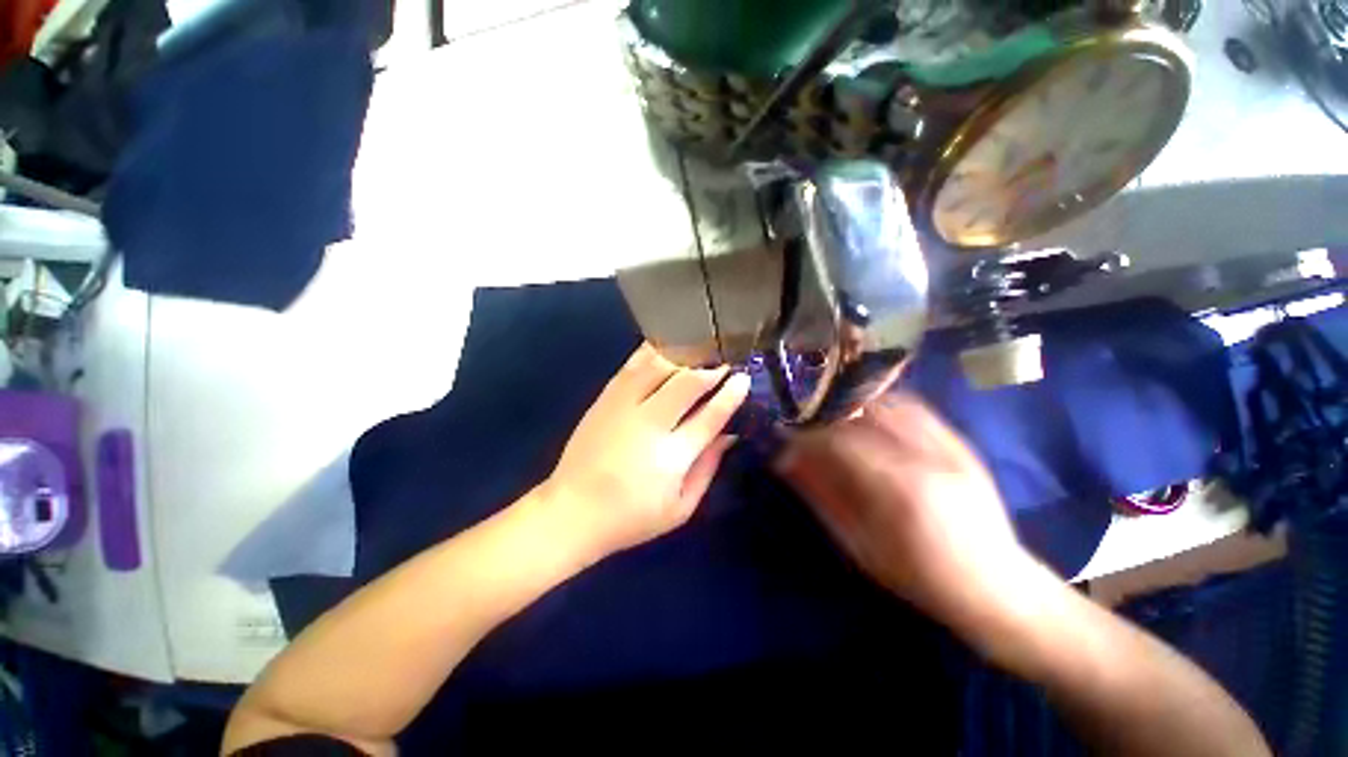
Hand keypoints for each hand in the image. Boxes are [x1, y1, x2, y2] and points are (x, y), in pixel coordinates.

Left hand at [543, 343, 750, 556]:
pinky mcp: (604, 399)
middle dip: (711, 370)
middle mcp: (649, 424)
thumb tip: (729, 435)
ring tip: (699, 352)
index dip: (730, 394)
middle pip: (687, 384)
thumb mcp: (680, 508)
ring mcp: (623, 406)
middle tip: (723, 365)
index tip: (743, 379)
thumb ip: (708, 468)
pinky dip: (651, 353)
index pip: (710, 416)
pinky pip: (631, 366)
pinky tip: (664, 348)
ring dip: (684, 357)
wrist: (571, 511)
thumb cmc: (631, 518)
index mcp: (671, 456)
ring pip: (659, 367)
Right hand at [774, 395, 1045, 638]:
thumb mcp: (860, 546)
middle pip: (860, 415)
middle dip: (824, 416)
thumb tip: (784, 462)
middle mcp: (926, 457)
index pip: (839, 441)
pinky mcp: (960, 442)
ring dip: (851, 407)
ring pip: (887, 403)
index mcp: (900, 490)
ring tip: (832, 419)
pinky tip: (867, 415)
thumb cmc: (921, 578)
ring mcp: (949, 445)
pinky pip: (914, 407)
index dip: (805, 436)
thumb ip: (821, 497)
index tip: (784, 438)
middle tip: (805, 426)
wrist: (998, 586)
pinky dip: (882, 405)